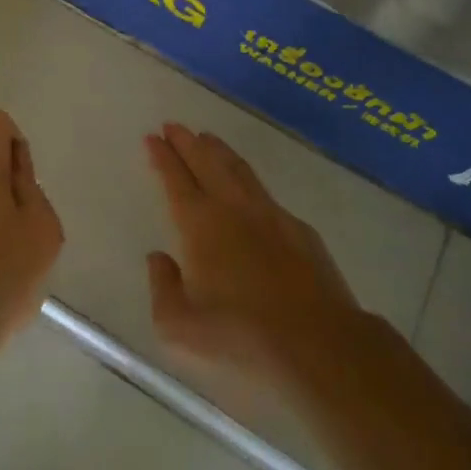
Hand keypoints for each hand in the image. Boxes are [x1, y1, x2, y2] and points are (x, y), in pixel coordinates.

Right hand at [145, 122, 365, 387]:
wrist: (317, 343)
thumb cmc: (241, 336)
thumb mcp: (180, 326)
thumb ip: (162, 287)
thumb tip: (158, 258)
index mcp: (200, 225)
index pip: (176, 180)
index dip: (163, 157)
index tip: (153, 137)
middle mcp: (233, 208)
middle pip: (207, 162)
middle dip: (187, 142)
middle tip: (173, 126)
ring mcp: (270, 214)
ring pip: (238, 170)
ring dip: (219, 151)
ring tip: (207, 138)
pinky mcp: (299, 230)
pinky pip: (265, 193)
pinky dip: (248, 180)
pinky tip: (248, 187)